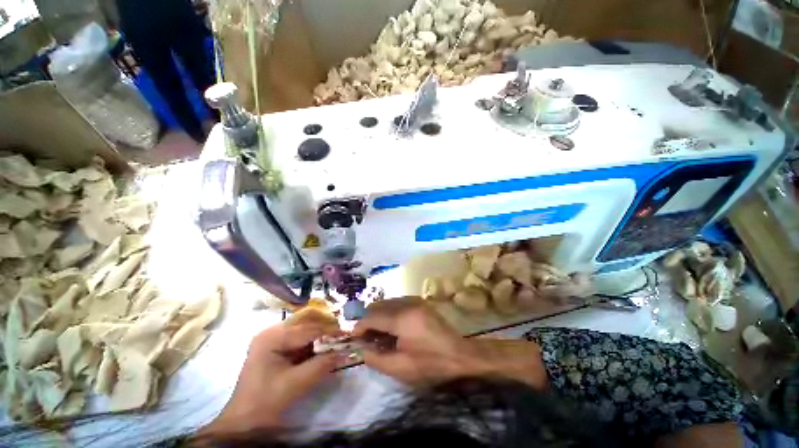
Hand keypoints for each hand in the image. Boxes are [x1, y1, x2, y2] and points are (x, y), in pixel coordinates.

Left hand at [201, 315, 341, 434]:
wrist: (245, 421)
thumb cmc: (267, 401)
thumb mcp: (296, 383)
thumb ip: (322, 365)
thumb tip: (346, 353)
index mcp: (272, 337)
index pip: (308, 329)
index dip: (330, 331)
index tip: (348, 334)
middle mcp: (272, 331)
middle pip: (305, 322)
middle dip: (325, 327)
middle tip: (342, 334)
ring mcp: (272, 338)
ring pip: (303, 327)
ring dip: (320, 333)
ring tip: (336, 339)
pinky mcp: (275, 347)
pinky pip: (299, 337)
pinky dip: (313, 341)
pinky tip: (323, 347)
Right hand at [353, 297, 547, 388]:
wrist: (460, 354)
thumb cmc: (431, 364)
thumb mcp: (401, 368)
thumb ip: (376, 358)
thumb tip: (361, 349)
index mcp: (402, 319)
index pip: (372, 316)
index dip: (359, 327)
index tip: (353, 338)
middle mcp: (407, 303)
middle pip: (377, 305)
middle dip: (368, 320)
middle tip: (367, 338)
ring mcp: (414, 299)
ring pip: (386, 302)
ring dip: (378, 316)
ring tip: (380, 334)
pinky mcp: (419, 301)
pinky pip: (396, 303)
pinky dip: (389, 313)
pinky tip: (393, 327)